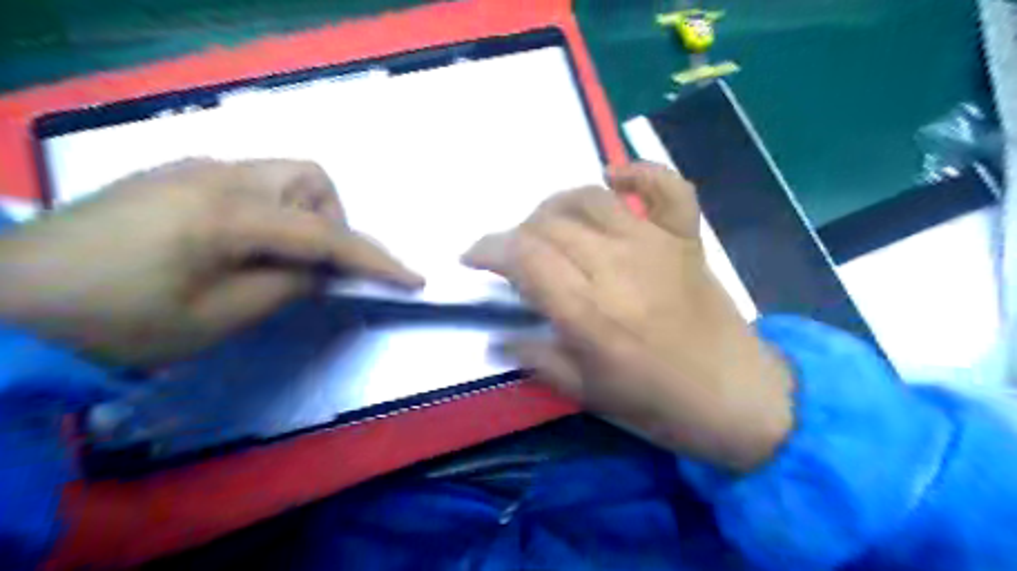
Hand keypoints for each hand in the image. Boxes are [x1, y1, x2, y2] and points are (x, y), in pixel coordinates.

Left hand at [0, 159, 421, 366]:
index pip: (324, 233)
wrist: (7, 305)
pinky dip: (270, 213)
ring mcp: (192, 171)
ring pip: (281, 176)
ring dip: (300, 216)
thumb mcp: (217, 318)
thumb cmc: (116, 323)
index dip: (374, 259)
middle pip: (309, 178)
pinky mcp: (175, 178)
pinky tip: (242, 246)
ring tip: (275, 259)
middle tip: (312, 266)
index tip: (413, 278)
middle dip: (330, 220)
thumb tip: (322, 272)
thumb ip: (286, 287)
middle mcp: (216, 175)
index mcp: (227, 212)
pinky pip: (249, 184)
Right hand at [463, 161, 794, 472]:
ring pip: (590, 199)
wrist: (736, 395)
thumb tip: (495, 338)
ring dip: (556, 204)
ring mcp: (655, 245)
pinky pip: (665, 186)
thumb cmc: (656, 402)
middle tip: (515, 255)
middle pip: (550, 224)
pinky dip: (637, 172)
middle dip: (518, 233)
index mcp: (589, 312)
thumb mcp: (586, 393)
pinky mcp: (685, 238)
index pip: (524, 257)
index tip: (473, 256)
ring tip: (547, 225)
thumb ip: (537, 358)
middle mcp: (617, 267)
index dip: (489, 248)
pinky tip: (614, 178)